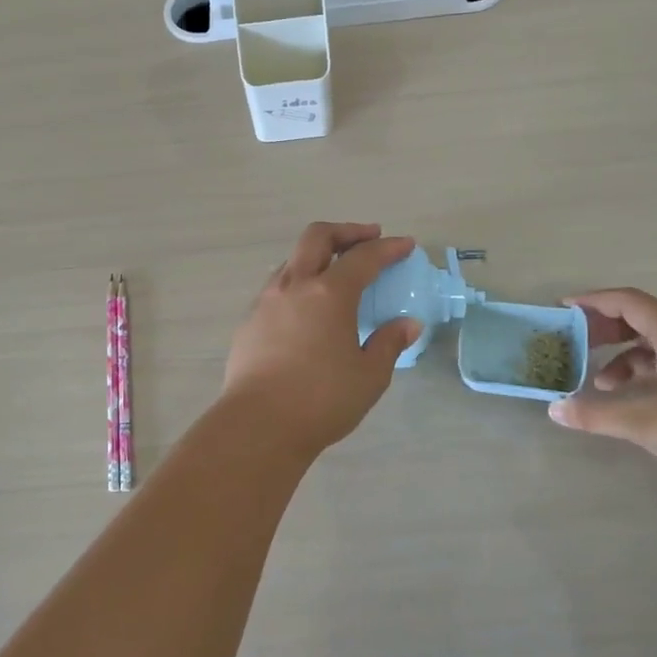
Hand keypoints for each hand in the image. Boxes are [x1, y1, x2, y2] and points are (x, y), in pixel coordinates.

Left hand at [221, 223, 422, 456]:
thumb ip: (389, 343)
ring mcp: (266, 301)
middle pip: (317, 237)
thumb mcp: (369, 376)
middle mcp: (294, 286)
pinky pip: (276, 287)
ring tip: (335, 272)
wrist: (258, 424)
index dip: (387, 248)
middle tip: (368, 238)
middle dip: (346, 231)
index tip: (405, 245)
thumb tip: (407, 324)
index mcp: (329, 293)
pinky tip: (306, 308)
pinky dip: (297, 283)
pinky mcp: (249, 321)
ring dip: (317, 255)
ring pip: (292, 260)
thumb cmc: (322, 399)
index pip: (363, 257)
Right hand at [548, 287, 656, 489]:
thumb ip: (594, 414)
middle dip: (604, 329)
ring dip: (621, 356)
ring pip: (652, 346)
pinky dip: (640, 376)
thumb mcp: (643, 420)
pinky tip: (629, 401)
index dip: (594, 301)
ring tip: (599, 383)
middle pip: (640, 320)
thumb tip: (554, 409)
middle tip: (576, 343)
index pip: (629, 302)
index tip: (564, 309)